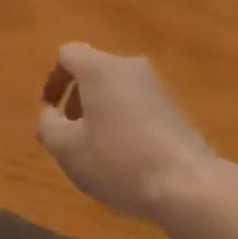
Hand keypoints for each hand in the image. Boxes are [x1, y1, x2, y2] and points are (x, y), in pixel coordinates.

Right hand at [37, 43, 219, 222]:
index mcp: (100, 67)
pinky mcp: (174, 107)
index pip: (68, 54)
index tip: (50, 110)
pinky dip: (124, 121)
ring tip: (98, 150)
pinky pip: (137, 104)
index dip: (54, 79)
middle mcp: (128, 66)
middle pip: (94, 70)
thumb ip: (48, 126)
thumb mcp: (69, 150)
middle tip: (71, 134)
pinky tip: (127, 158)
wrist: (188, 184)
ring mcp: (156, 85)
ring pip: (117, 88)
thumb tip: (50, 115)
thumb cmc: (119, 161)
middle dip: (77, 98)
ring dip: (101, 111)